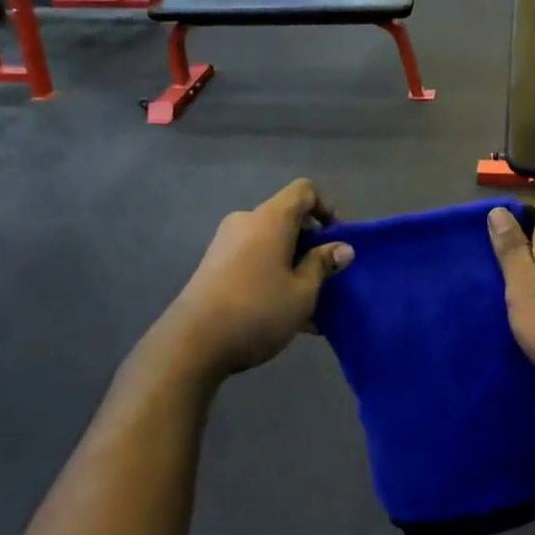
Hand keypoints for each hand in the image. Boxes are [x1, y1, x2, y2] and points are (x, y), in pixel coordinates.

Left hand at [162, 180, 352, 377]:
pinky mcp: (214, 267)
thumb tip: (343, 248)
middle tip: (327, 279)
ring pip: (272, 245)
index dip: (326, 207)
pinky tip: (286, 317)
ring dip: (294, 266)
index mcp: (270, 219)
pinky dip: (274, 277)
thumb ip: (323, 265)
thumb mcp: (302, 292)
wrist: (192, 344)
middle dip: (312, 245)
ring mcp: (226, 245)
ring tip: (311, 306)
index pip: (304, 190)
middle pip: (287, 219)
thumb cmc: (257, 311)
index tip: (337, 240)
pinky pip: (254, 261)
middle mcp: (246, 223)